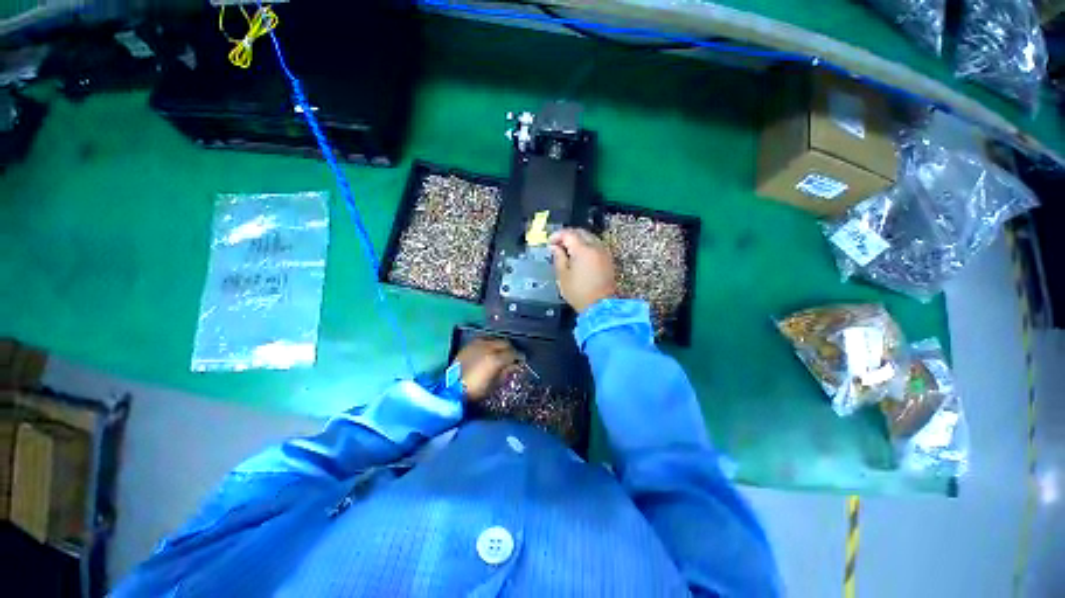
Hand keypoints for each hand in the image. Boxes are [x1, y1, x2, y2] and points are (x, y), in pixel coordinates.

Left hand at [453, 338, 519, 400]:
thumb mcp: (494, 385)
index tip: (521, 361)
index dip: (519, 357)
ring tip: (500, 352)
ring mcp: (477, 344)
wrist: (451, 389)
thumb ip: (506, 372)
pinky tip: (489, 350)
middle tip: (512, 356)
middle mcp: (487, 347)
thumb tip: (514, 366)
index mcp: (495, 359)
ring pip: (494, 339)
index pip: (513, 353)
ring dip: (500, 345)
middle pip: (505, 343)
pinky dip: (489, 344)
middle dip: (510, 349)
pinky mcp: (469, 345)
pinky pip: (483, 340)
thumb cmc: (475, 391)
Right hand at [549, 228, 616, 313]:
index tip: (549, 242)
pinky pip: (596, 246)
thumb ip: (558, 258)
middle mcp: (596, 247)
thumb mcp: (563, 276)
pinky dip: (586, 246)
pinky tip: (579, 255)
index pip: (568, 234)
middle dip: (568, 235)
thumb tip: (554, 247)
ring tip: (567, 250)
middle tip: (557, 244)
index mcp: (583, 249)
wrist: (600, 306)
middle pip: (581, 232)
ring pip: (590, 238)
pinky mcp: (608, 260)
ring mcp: (604, 253)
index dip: (557, 235)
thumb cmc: (579, 292)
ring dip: (578, 239)